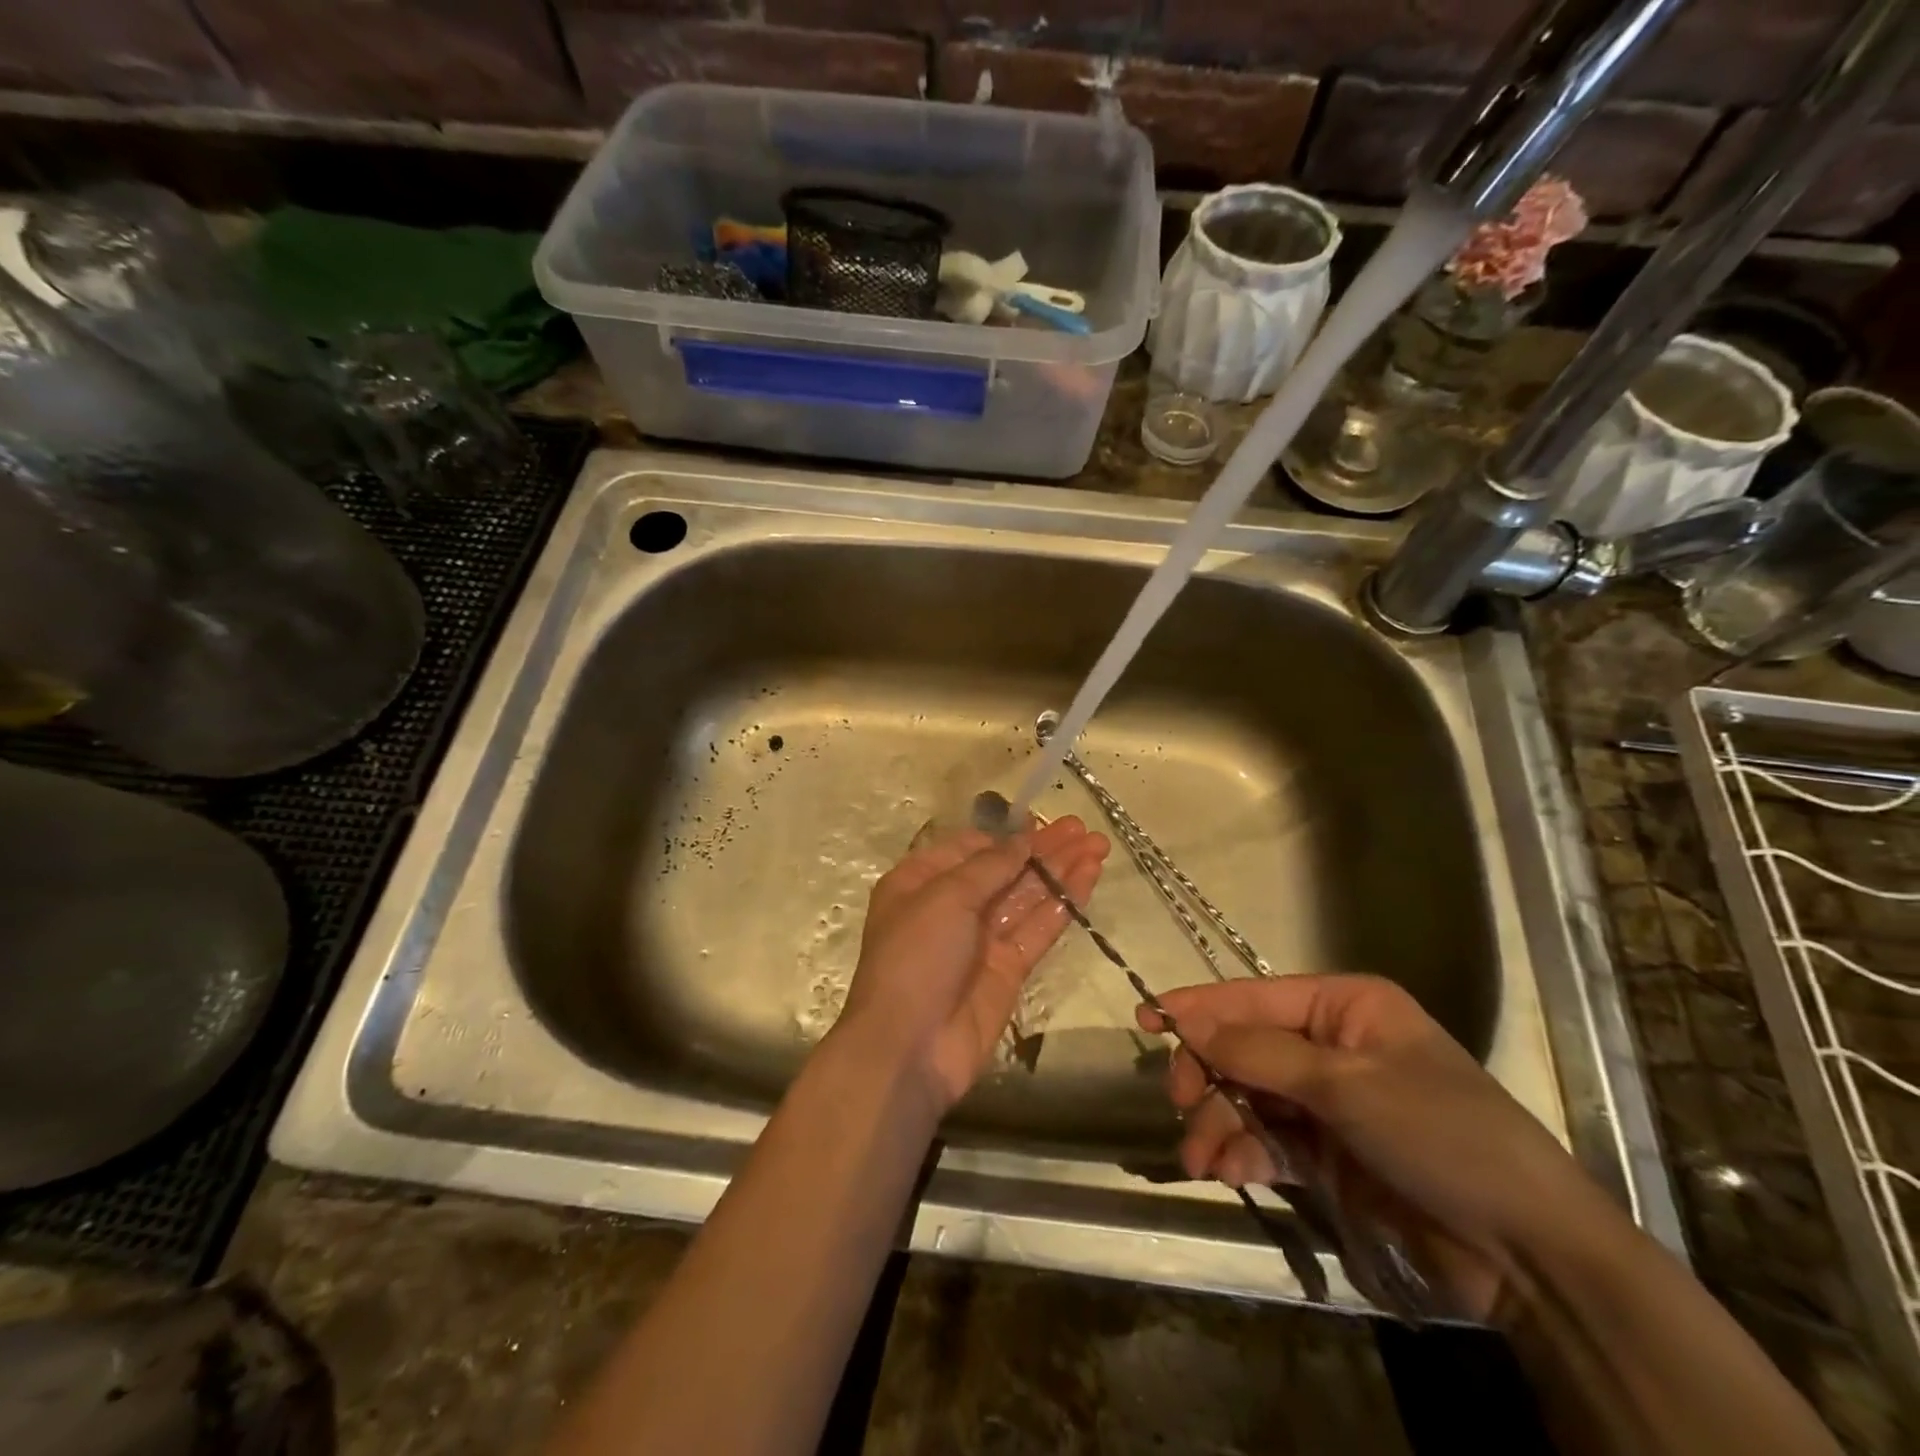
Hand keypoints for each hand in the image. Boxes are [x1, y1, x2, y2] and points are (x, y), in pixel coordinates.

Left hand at [841, 817, 1108, 1111]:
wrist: (910, 1046)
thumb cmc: (916, 956)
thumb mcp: (945, 897)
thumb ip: (990, 866)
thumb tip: (1023, 839)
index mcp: (921, 881)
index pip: (969, 849)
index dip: (1006, 836)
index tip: (1042, 823)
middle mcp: (951, 906)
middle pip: (1004, 870)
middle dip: (1043, 849)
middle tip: (1083, 829)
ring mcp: (982, 939)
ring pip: (1027, 897)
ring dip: (1060, 871)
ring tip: (1099, 846)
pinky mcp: (1008, 969)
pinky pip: (1038, 929)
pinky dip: (1063, 903)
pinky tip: (1088, 879)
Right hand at [1139, 974, 1606, 1321]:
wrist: (1527, 1252)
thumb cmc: (1440, 1134)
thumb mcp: (1346, 1084)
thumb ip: (1260, 1053)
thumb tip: (1188, 1022)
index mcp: (1344, 1007)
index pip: (1254, 998)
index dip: (1199, 1007)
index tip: (1146, 1018)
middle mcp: (1330, 1046)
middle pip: (1244, 1049)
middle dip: (1208, 1077)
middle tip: (1179, 1104)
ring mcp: (1327, 1102)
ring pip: (1248, 1098)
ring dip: (1218, 1124)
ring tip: (1201, 1161)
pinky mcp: (1327, 1154)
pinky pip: (1267, 1141)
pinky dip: (1242, 1153)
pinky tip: (1227, 1173)